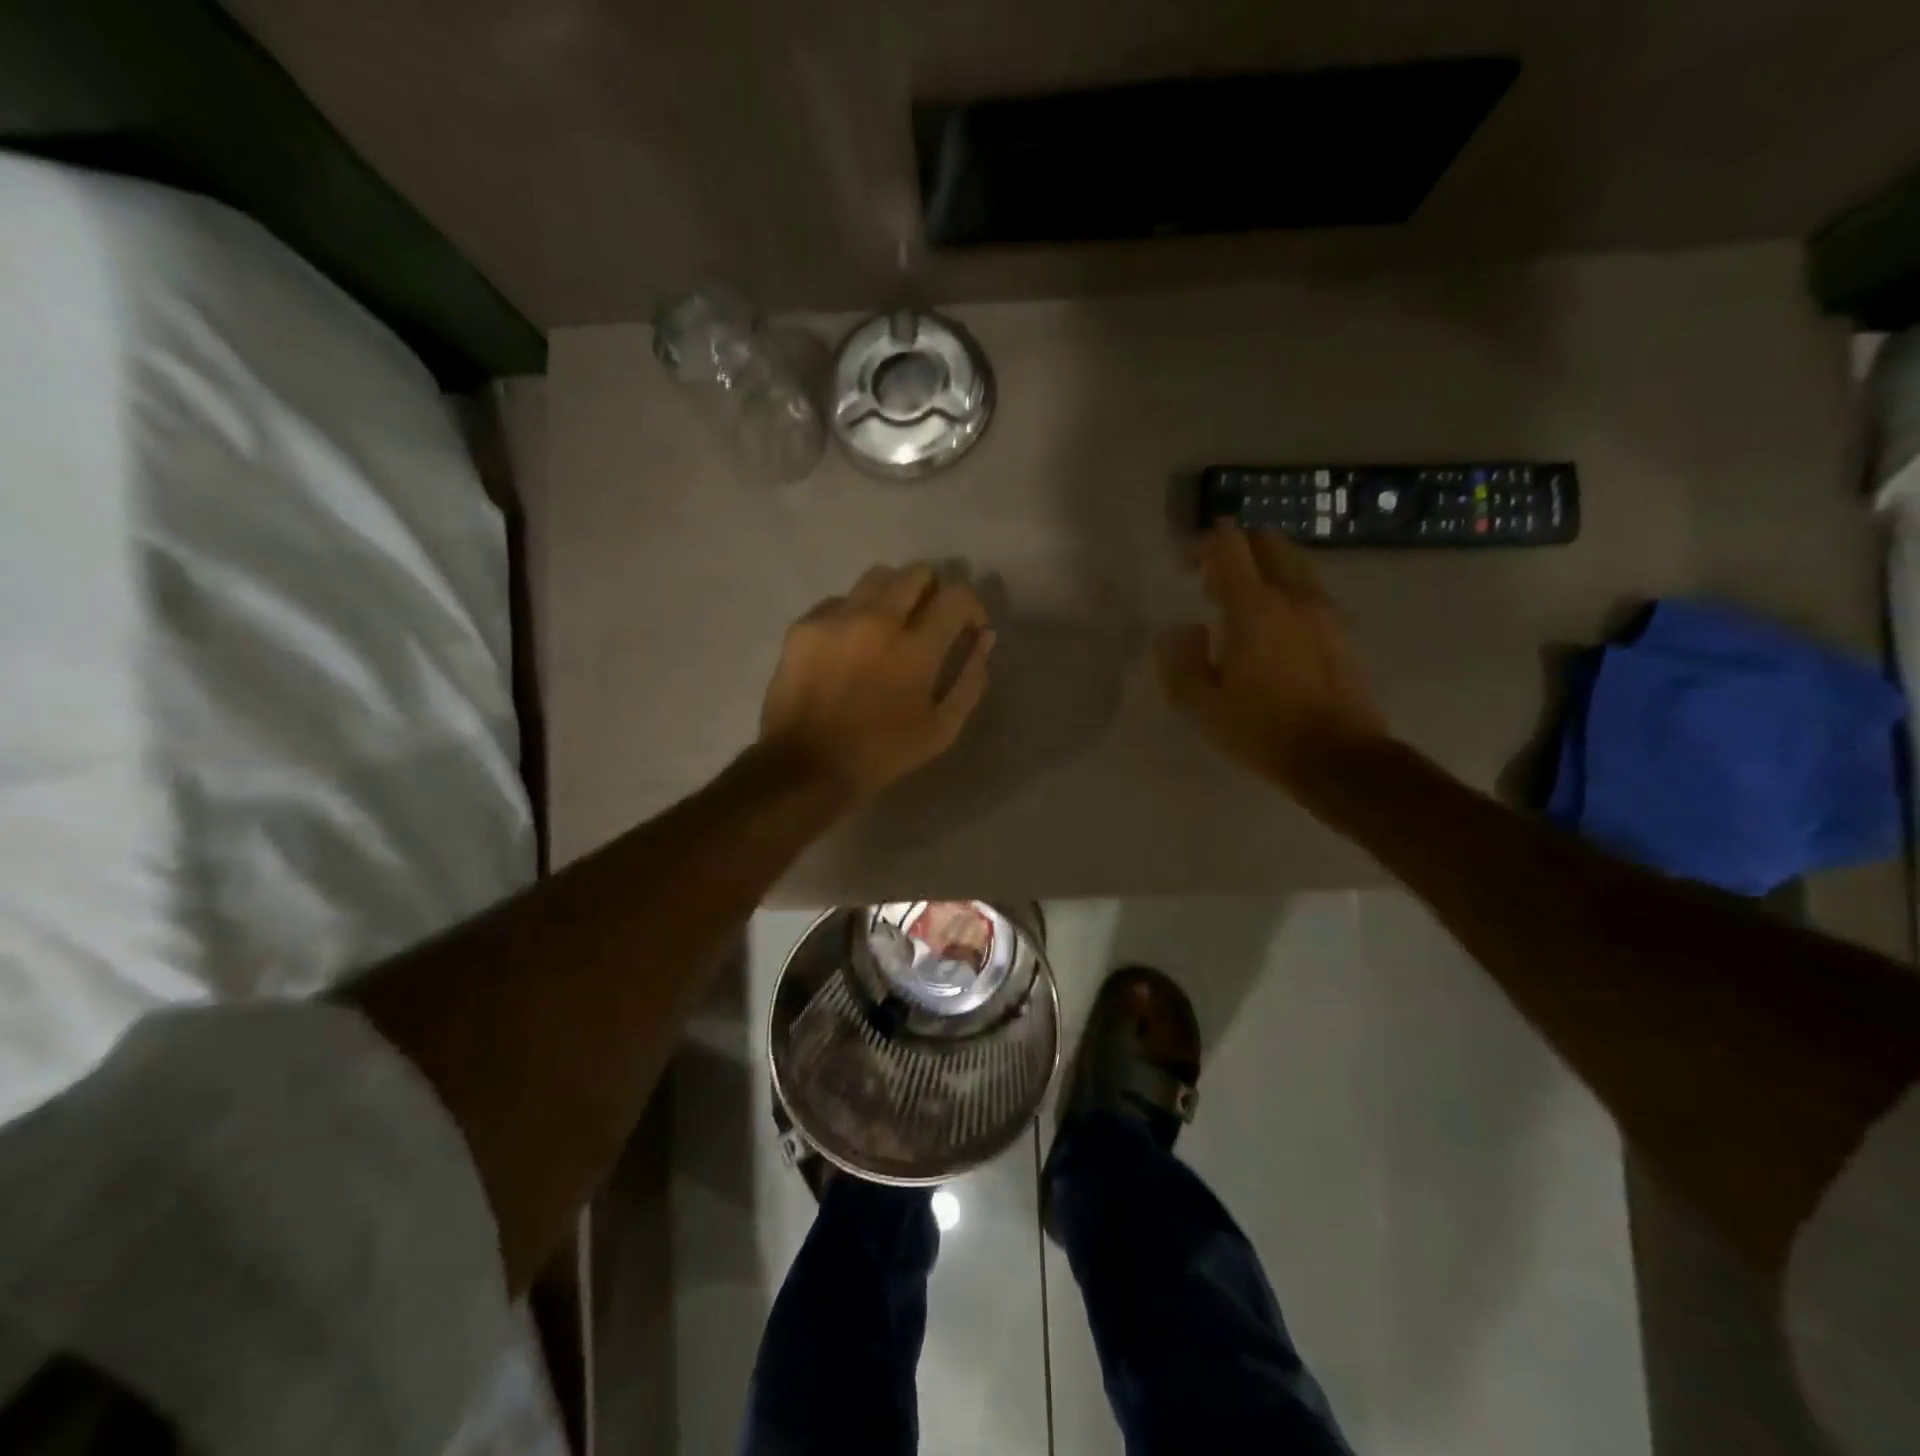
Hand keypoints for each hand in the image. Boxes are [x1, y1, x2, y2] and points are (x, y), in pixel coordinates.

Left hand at [760, 563, 995, 798]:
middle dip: (934, 590)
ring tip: (891, 625)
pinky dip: (854, 614)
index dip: (971, 606)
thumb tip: (985, 637)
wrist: (806, 766)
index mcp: (916, 648)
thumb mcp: (943, 728)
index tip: (968, 626)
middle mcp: (877, 620)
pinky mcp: (804, 626)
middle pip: (917, 572)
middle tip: (930, 618)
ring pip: (876, 577)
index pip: (956, 596)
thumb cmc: (883, 753)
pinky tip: (851, 644)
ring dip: (894, 593)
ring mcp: (836, 619)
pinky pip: (839, 601)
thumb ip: (971, 678)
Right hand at [1156, 525, 1388, 790]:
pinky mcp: (1344, 631)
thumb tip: (1183, 630)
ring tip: (1240, 608)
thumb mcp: (1201, 706)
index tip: (1185, 562)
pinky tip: (1272, 632)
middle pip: (1268, 542)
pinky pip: (1310, 592)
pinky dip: (1286, 593)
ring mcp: (1326, 611)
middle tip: (1211, 583)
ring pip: (1294, 564)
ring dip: (1264, 570)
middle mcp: (1294, 596)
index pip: (1230, 546)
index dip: (1204, 543)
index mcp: (1255, 608)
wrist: (1340, 758)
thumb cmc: (1262, 732)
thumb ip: (1181, 661)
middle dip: (1236, 549)